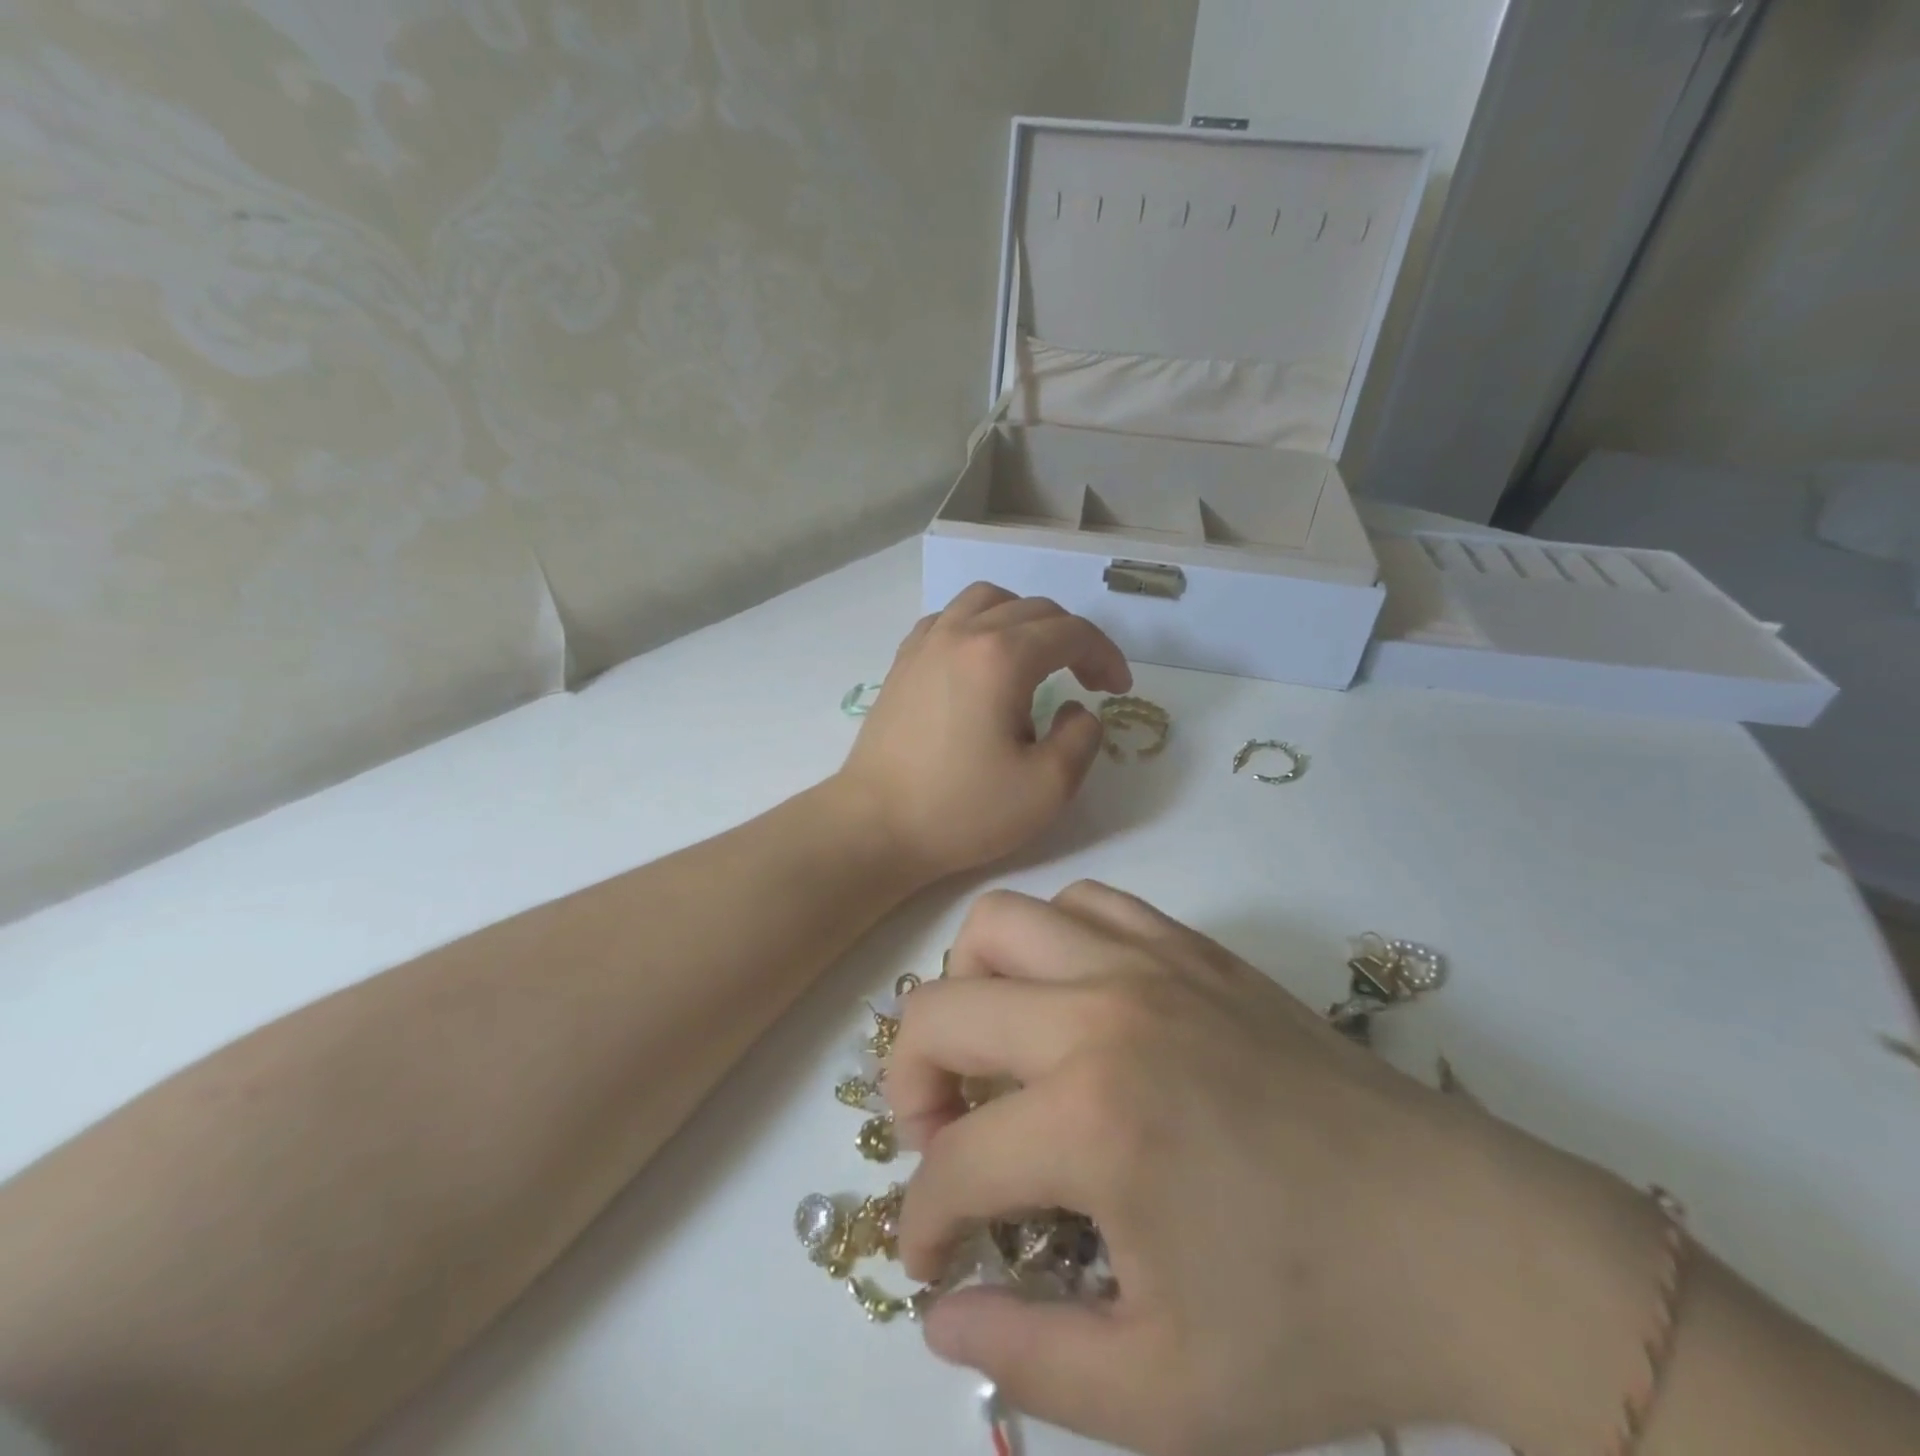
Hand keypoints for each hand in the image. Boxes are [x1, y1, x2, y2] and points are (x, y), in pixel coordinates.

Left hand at [836, 585, 1130, 882]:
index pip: (1071, 633)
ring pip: (988, 600)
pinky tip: (984, 660)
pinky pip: (951, 618)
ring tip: (1038, 660)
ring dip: (1026, 620)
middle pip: (1034, 609)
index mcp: (1001, 657)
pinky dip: (981, 625)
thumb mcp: (1047, 788)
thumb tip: (1079, 707)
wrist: (875, 826)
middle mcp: (963, 633)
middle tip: (1088, 681)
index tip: (1118, 690)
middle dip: (1073, 639)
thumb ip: (1082, 738)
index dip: (1106, 656)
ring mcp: (927, 642)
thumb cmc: (961, 811)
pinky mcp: (904, 661)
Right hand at [886, 883, 1663, 1455]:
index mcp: (1090, 1121)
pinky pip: (1085, 905)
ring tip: (999, 1051)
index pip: (953, 1165)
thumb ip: (1027, 1357)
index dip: (922, 1222)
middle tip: (943, 1140)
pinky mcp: (1191, 947)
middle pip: (939, 1011)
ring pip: (1001, 924)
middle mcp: (1100, 1013)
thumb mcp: (1163, 1394)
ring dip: (972, 987)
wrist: (1463, 1241)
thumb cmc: (1317, 1326)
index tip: (933, 1256)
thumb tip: (938, 1314)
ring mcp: (1147, 963)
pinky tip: (1073, 1003)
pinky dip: (1050, 942)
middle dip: (910, 1084)